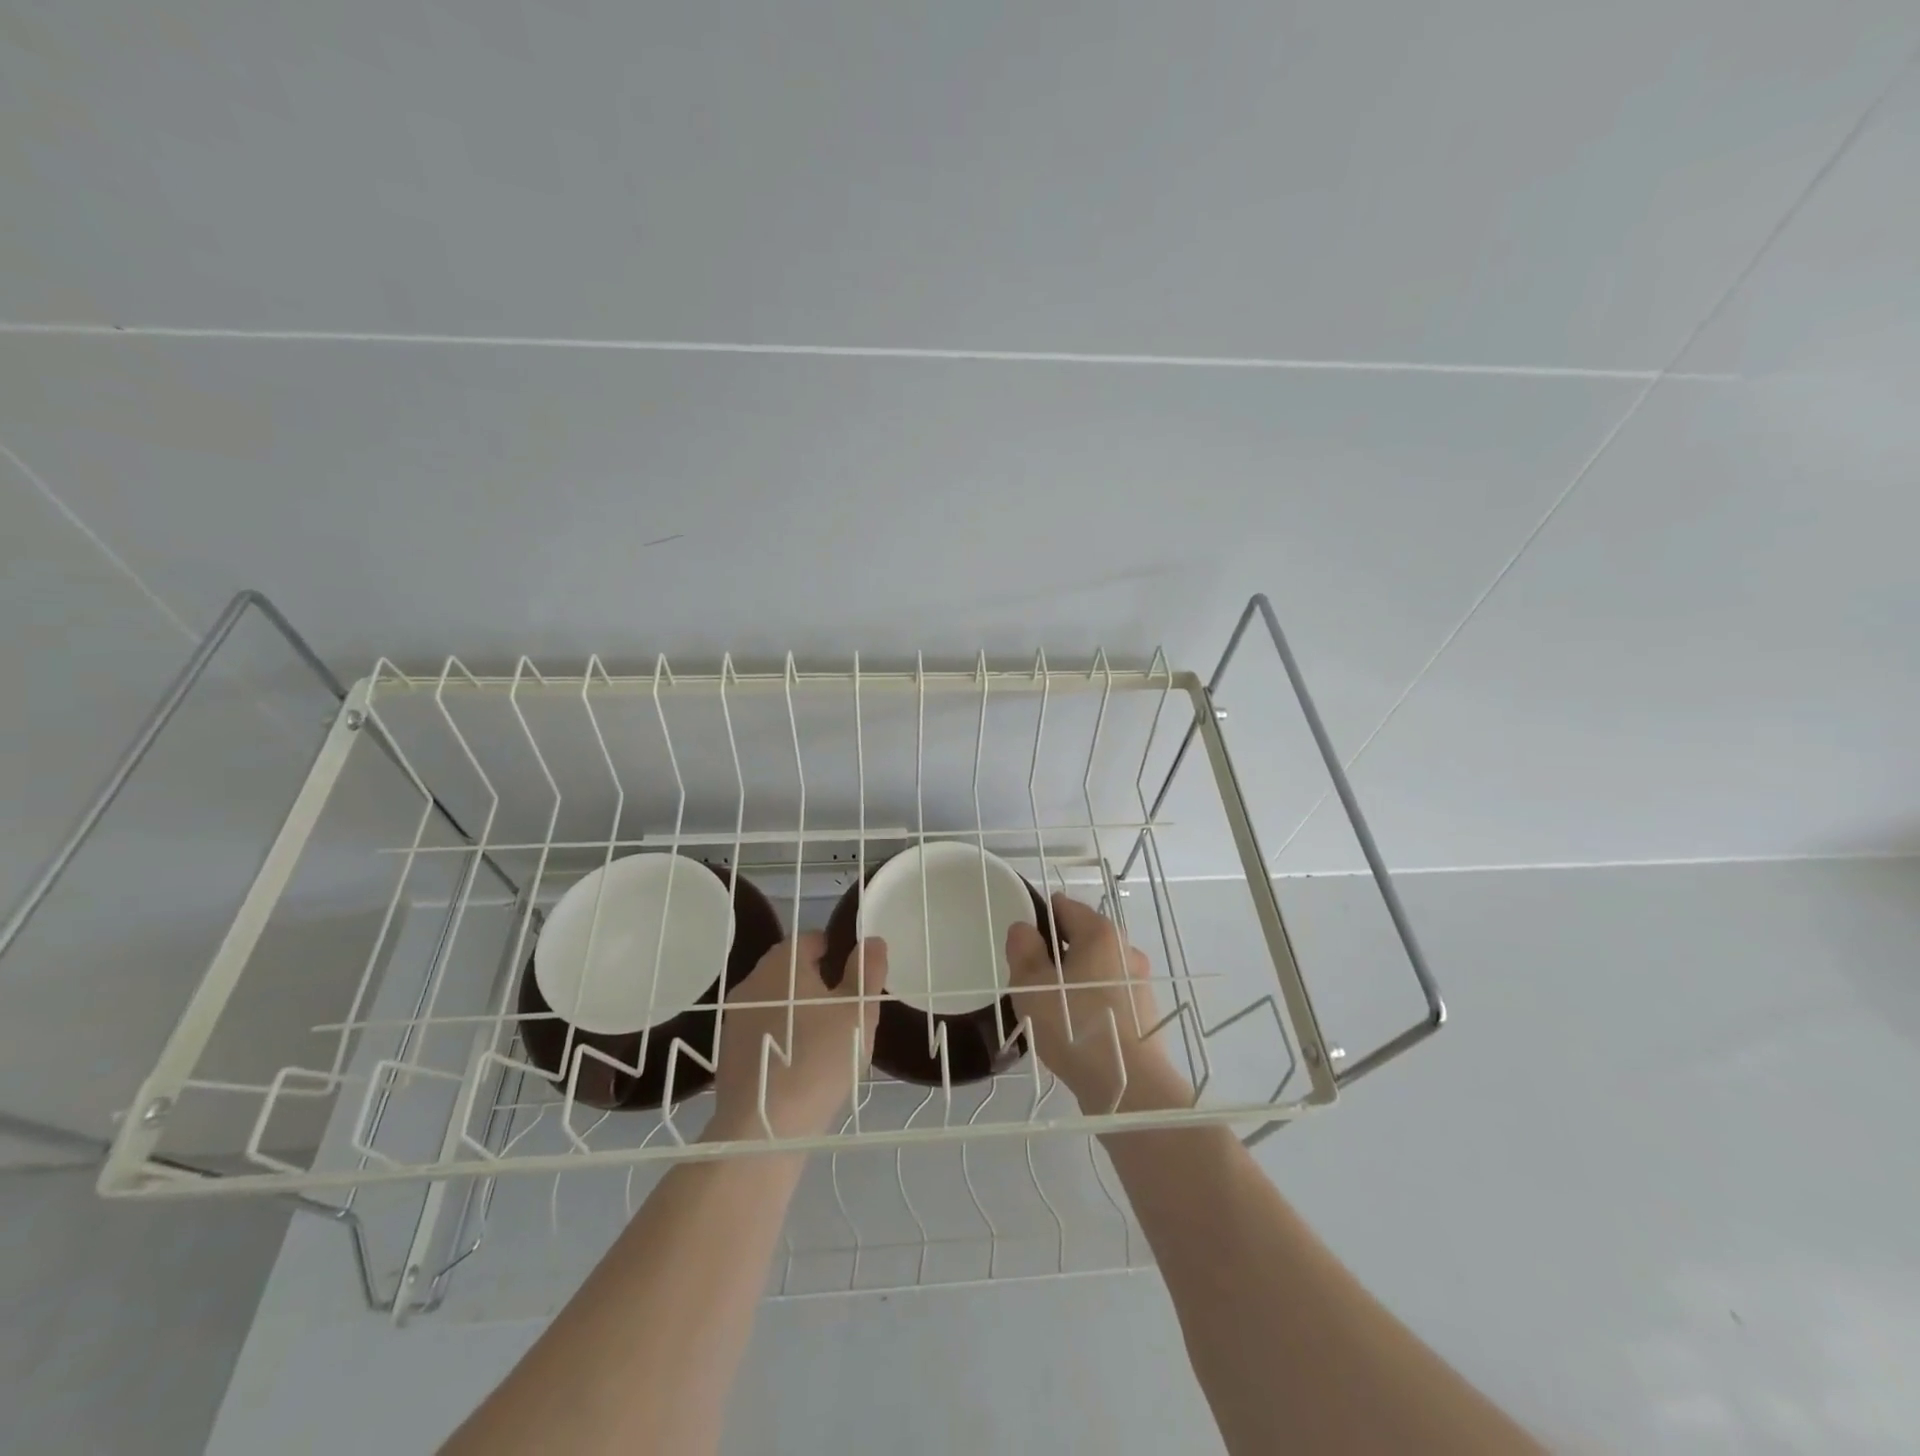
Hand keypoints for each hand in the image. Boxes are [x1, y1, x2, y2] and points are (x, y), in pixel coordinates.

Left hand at [710, 932, 887, 1139]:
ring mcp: (735, 1017)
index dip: (837, 952)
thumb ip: (867, 971)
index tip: (856, 979)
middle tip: (846, 1011)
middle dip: (819, 982)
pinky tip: (801, 1064)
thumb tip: (872, 940)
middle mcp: (753, 981)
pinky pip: (763, 1029)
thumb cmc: (820, 1058)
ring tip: (826, 1040)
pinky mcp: (729, 1050)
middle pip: (791, 969)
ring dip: (799, 1010)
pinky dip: (782, 1036)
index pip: (811, 939)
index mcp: (783, 963)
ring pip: (776, 1000)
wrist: (765, 1128)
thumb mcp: (858, 1012)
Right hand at [1006, 894, 1189, 1113]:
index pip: (1064, 907)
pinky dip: (1090, 1004)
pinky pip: (1108, 996)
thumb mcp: (1032, 985)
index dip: (1038, 919)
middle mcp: (1126, 949)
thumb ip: (1023, 950)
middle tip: (1031, 982)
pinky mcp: (1145, 1013)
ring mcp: (1139, 982)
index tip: (1021, 946)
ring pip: (1095, 969)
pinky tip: (1074, 1030)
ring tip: (1050, 1011)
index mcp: (1100, 933)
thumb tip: (1024, 929)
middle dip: (1054, 954)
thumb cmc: (1075, 1026)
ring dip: (1073, 981)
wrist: (1130, 1087)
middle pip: (1081, 938)